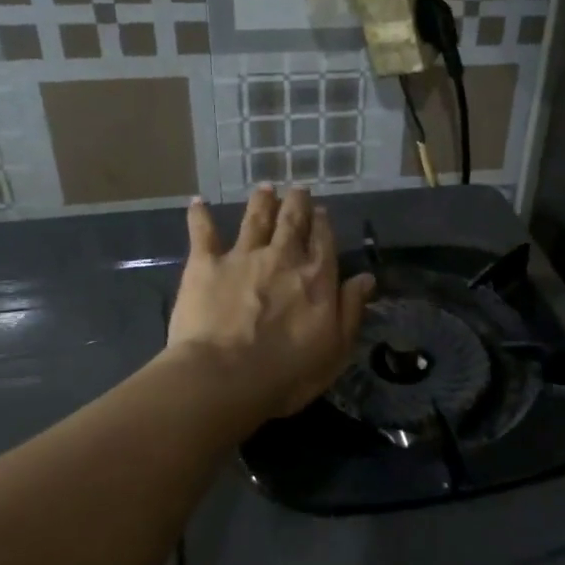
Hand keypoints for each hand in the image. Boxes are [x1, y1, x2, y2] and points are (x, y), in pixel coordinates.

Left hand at [167, 185, 374, 419]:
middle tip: (298, 189)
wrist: (225, 377)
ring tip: (265, 188)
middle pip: (292, 222)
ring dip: (262, 202)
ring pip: (255, 219)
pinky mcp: (205, 265)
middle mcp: (282, 257)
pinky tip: (198, 203)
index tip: (322, 212)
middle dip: (297, 203)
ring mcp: (243, 257)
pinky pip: (203, 233)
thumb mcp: (336, 349)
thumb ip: (351, 309)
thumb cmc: (288, 372)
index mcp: (317, 278)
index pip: (323, 242)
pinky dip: (200, 216)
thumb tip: (366, 277)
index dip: (323, 224)